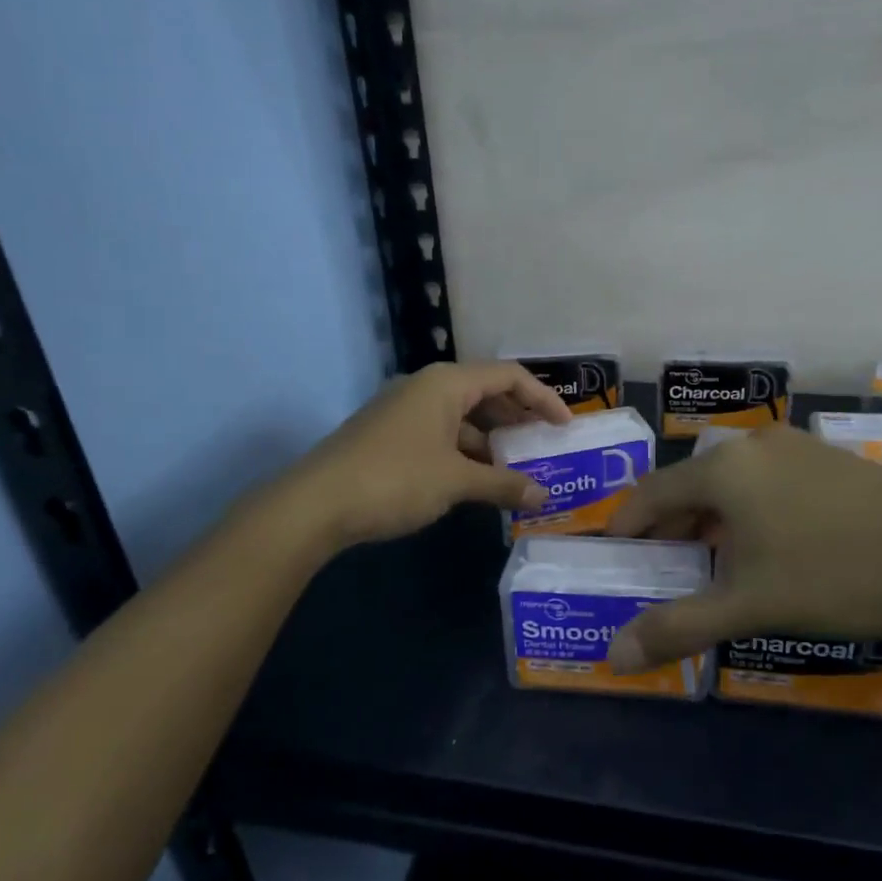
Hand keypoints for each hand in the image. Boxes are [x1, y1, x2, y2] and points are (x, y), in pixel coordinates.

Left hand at [286, 361, 571, 547]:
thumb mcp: (457, 481)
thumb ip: (504, 484)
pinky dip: (466, 453)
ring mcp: (405, 411)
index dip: (543, 399)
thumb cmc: (395, 479)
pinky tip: (479, 481)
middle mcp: (427, 388)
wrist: (315, 504)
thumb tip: (544, 496)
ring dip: (492, 441)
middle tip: (545, 447)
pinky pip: (442, 434)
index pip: (509, 376)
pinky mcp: (391, 435)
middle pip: (486, 393)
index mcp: (447, 383)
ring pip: (463, 417)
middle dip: (518, 419)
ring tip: (518, 469)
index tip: (565, 427)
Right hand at [602, 426, 881, 672]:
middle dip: (670, 529)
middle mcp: (753, 446)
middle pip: (691, 485)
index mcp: (723, 468)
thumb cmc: (840, 572)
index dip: (627, 526)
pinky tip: (769, 549)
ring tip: (712, 567)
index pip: (651, 493)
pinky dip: (749, 514)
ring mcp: (797, 448)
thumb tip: (613, 655)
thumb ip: (679, 627)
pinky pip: (767, 484)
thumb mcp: (753, 605)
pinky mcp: (830, 462)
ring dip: (711, 523)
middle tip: (662, 572)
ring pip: (732, 485)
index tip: (616, 557)